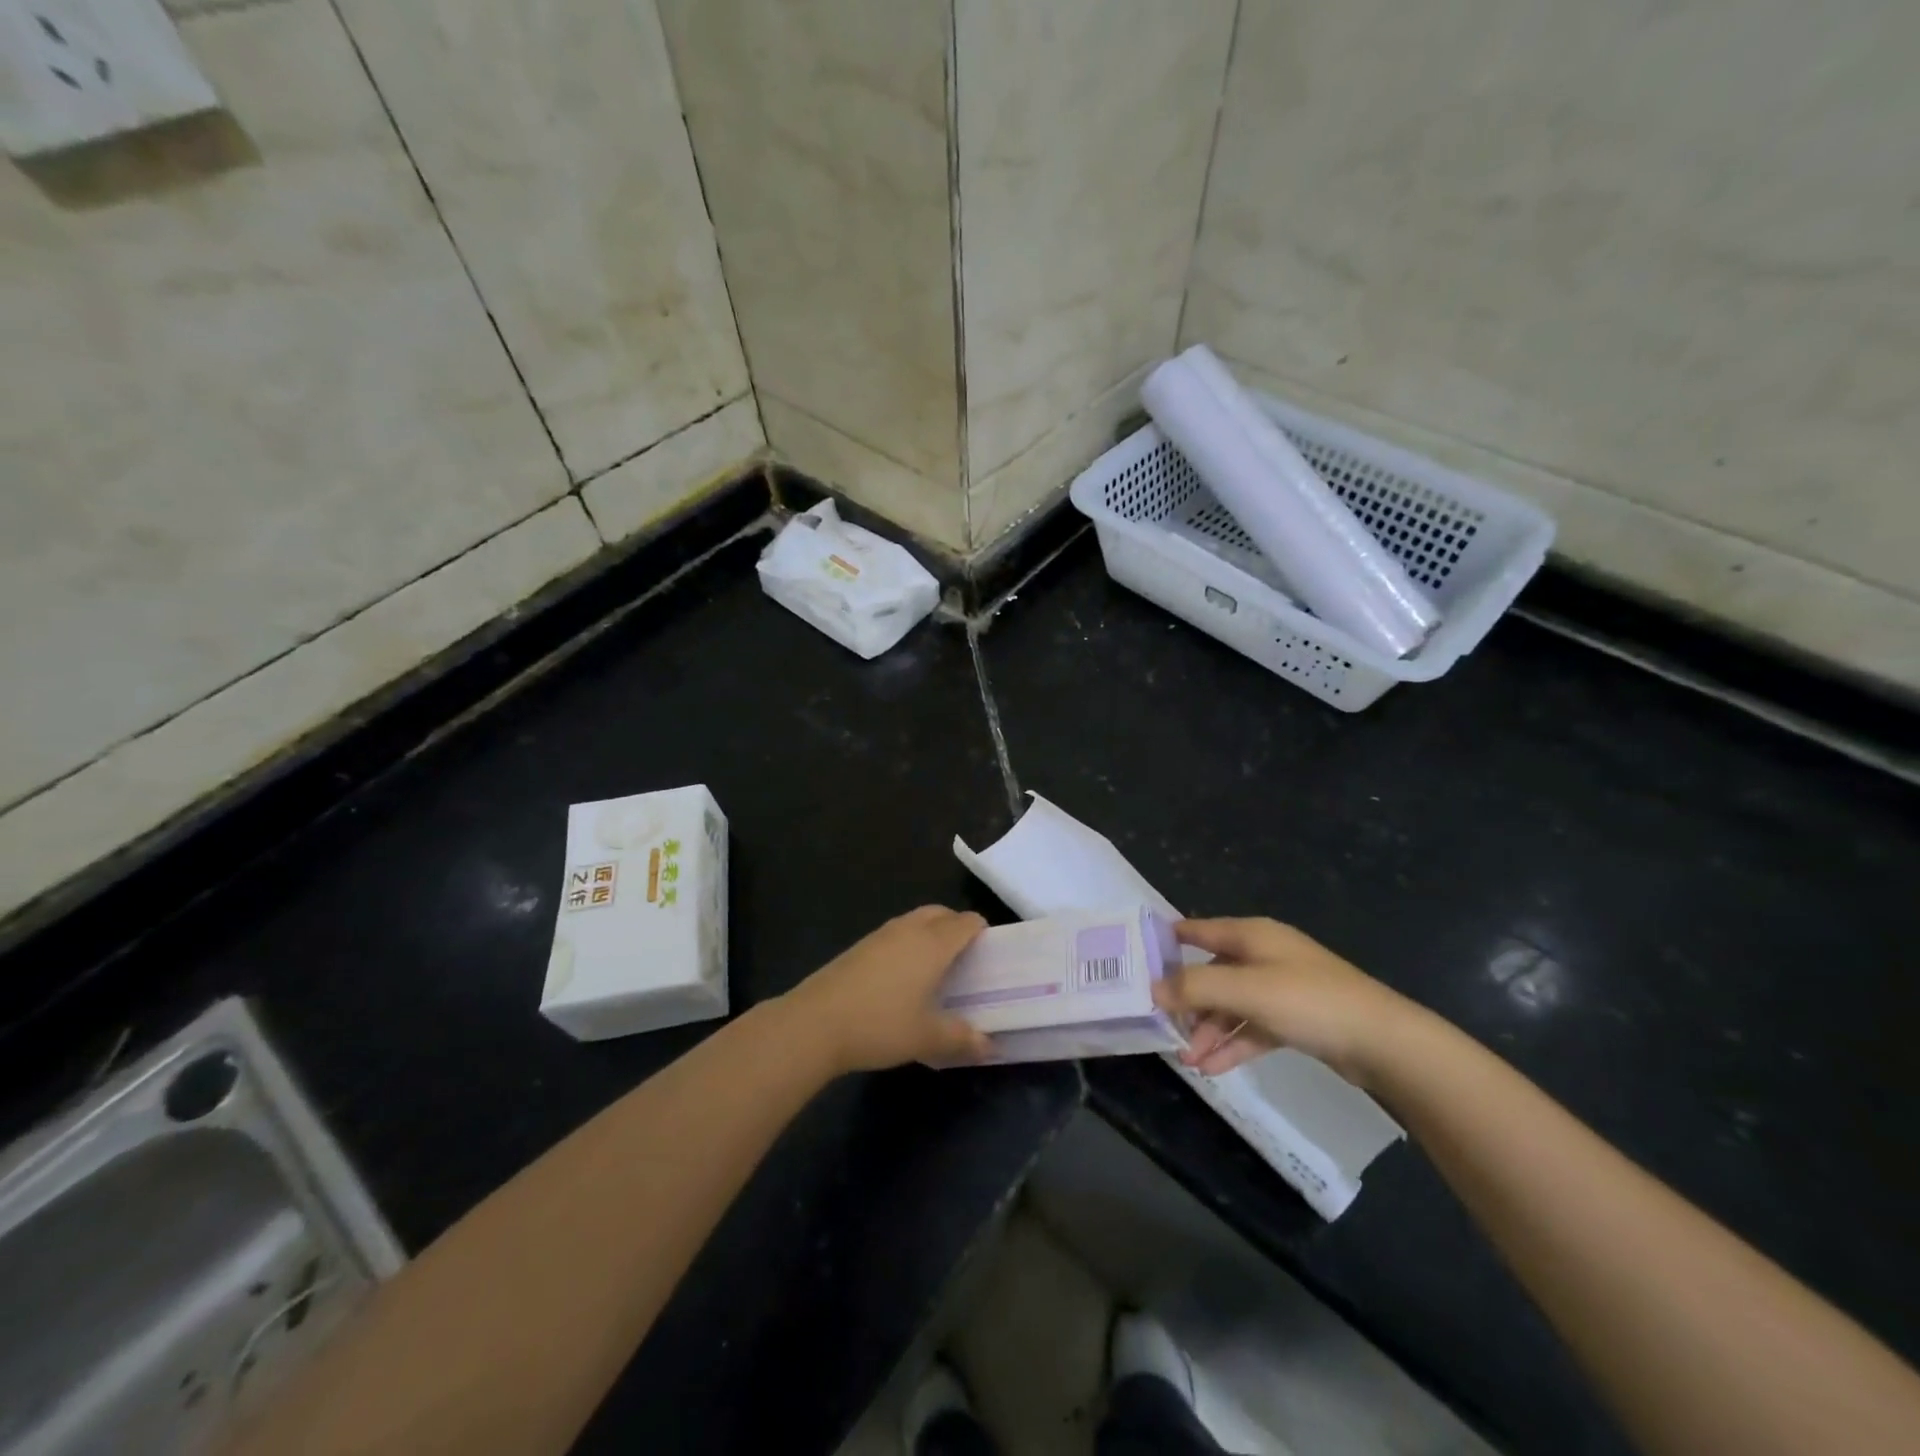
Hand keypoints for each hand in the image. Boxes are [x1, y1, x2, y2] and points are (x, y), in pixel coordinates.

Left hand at [780, 906, 994, 1074]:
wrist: (815, 1023)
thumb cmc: (880, 1024)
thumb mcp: (926, 1038)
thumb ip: (961, 1038)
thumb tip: (989, 1045)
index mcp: (933, 944)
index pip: (966, 922)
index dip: (982, 931)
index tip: (990, 953)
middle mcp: (909, 930)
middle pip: (940, 913)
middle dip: (956, 926)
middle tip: (965, 956)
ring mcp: (880, 935)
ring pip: (915, 920)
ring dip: (930, 933)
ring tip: (935, 966)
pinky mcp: (859, 947)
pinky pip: (895, 934)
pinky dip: (907, 943)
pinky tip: (902, 976)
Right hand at [1151, 917, 1424, 1084]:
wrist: (1383, 1042)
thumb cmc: (1309, 1001)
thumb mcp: (1246, 990)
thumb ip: (1196, 987)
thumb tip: (1152, 988)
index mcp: (1251, 936)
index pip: (1197, 930)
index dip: (1167, 941)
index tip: (1136, 960)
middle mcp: (1263, 956)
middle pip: (1212, 974)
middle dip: (1187, 1002)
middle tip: (1162, 1027)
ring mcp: (1280, 988)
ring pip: (1231, 1005)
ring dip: (1209, 1030)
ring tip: (1188, 1060)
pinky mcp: (1295, 1019)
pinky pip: (1252, 1028)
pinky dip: (1233, 1044)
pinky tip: (1213, 1068)